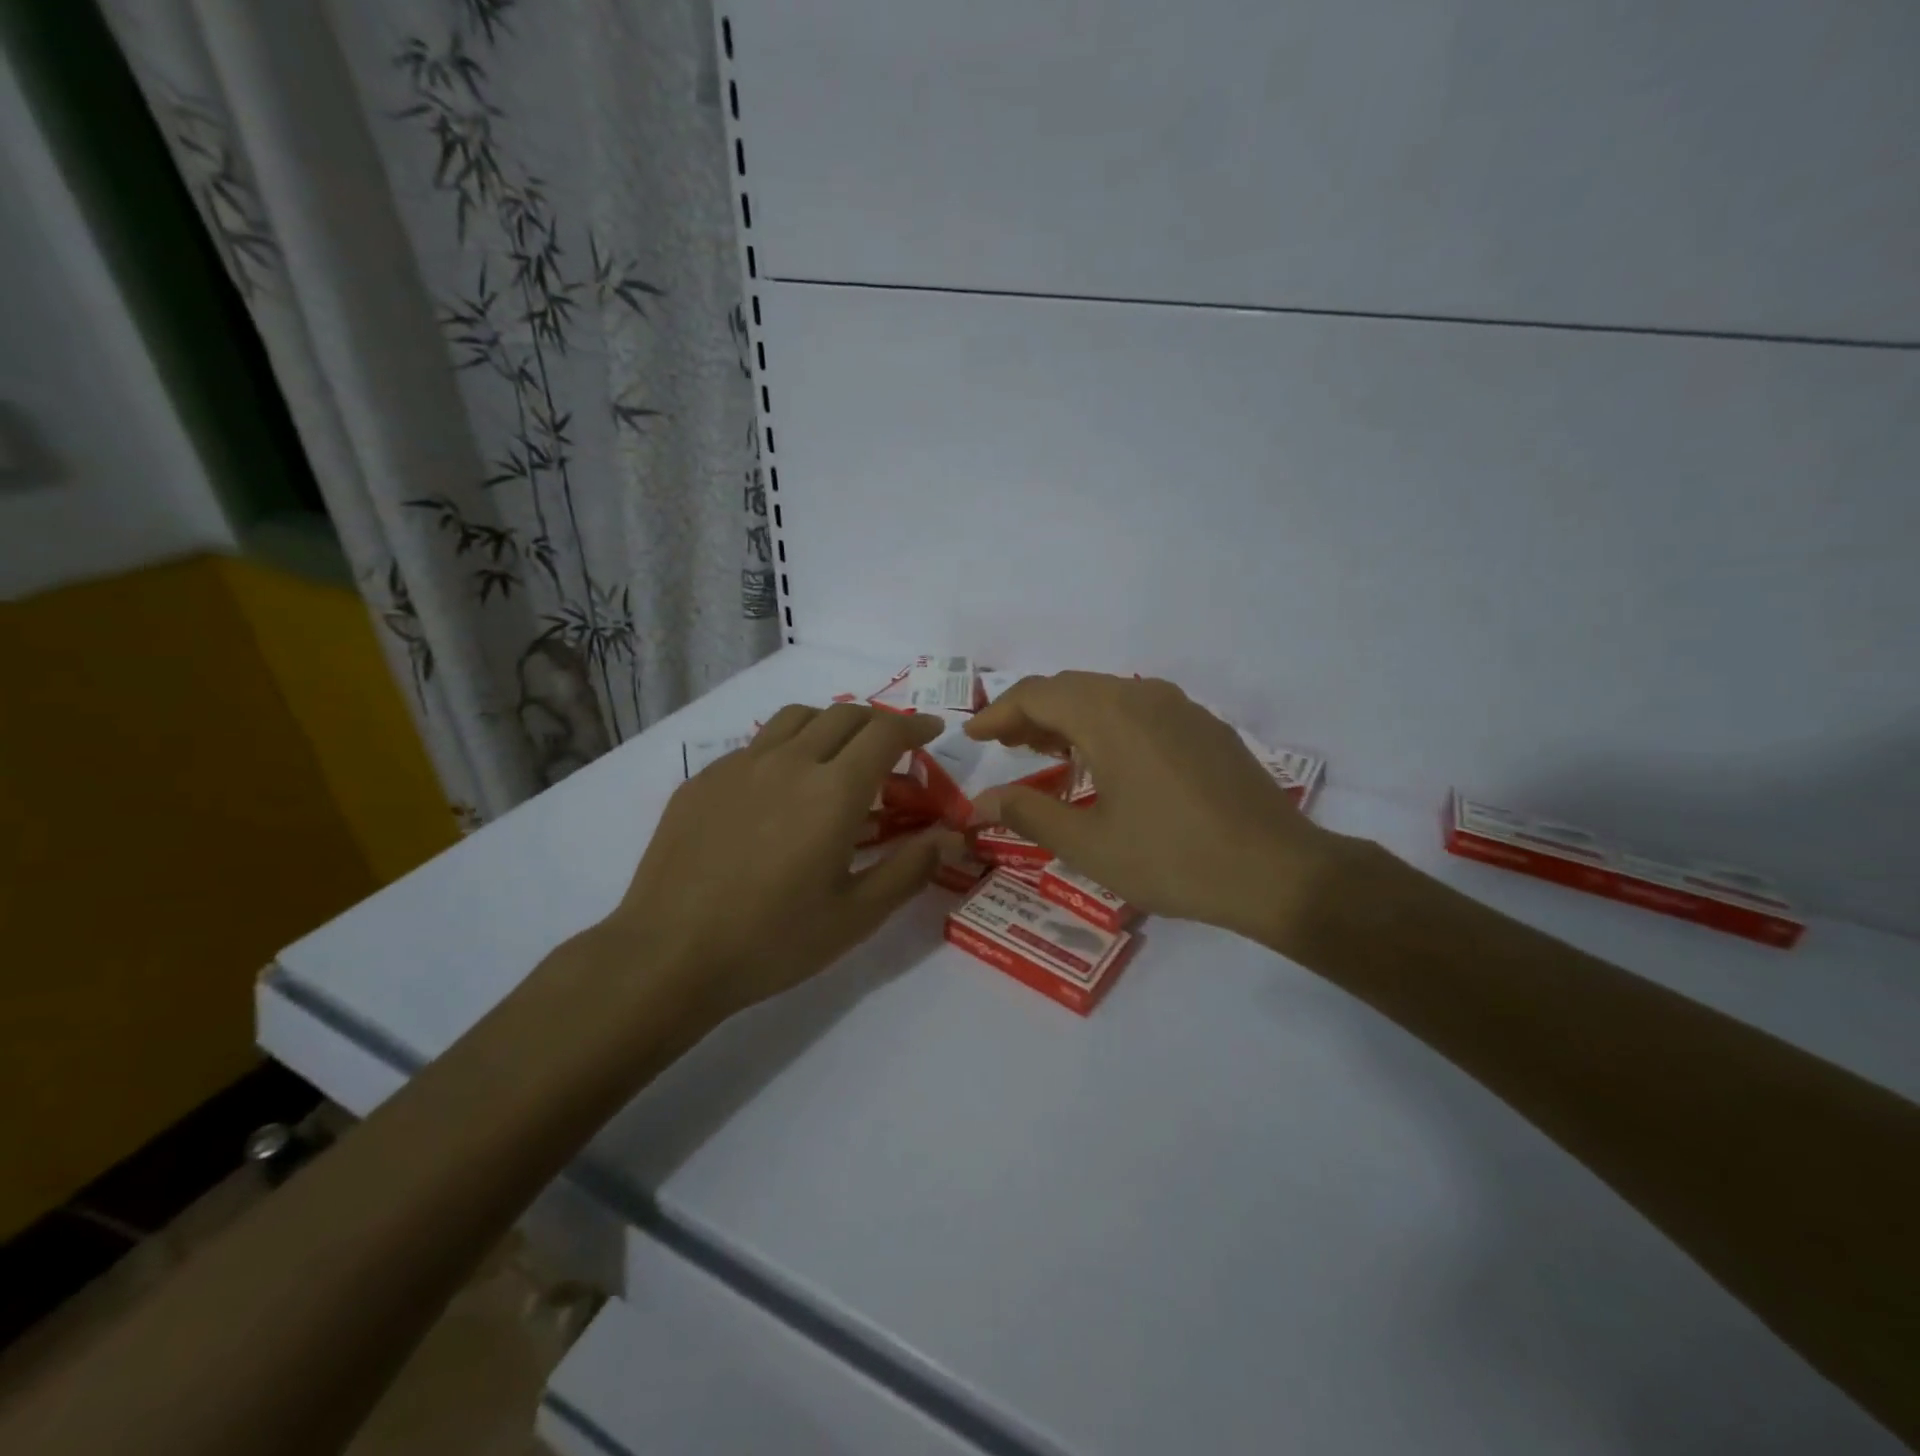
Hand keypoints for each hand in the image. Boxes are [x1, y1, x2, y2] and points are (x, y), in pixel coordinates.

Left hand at [607, 702, 954, 1019]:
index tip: (930, 734)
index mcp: (834, 792)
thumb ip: (910, 869)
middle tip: (891, 749)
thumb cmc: (772, 941)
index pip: (885, 733)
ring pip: (797, 718)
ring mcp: (740, 765)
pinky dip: (785, 749)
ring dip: (830, 724)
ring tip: (838, 754)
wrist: (669, 955)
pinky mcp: (703, 779)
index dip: (914, 727)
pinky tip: (779, 789)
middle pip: (844, 715)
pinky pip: (756, 745)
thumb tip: (951, 836)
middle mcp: (789, 762)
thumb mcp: (856, 916)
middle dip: (878, 722)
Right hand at [964, 672, 1339, 947]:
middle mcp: (1142, 696)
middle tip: (1004, 746)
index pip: (1036, 695)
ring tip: (1045, 750)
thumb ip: (1030, 814)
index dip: (998, 713)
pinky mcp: (1204, 727)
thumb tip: (983, 800)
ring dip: (1068, 717)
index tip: (972, 736)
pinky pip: (1139, 710)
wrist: (1277, 871)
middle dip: (1030, 713)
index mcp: (1108, 715)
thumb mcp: (1090, 845)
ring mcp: (1180, 708)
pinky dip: (1105, 724)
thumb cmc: (1172, 858)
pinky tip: (1105, 760)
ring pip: (1106, 696)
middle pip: (1070, 688)